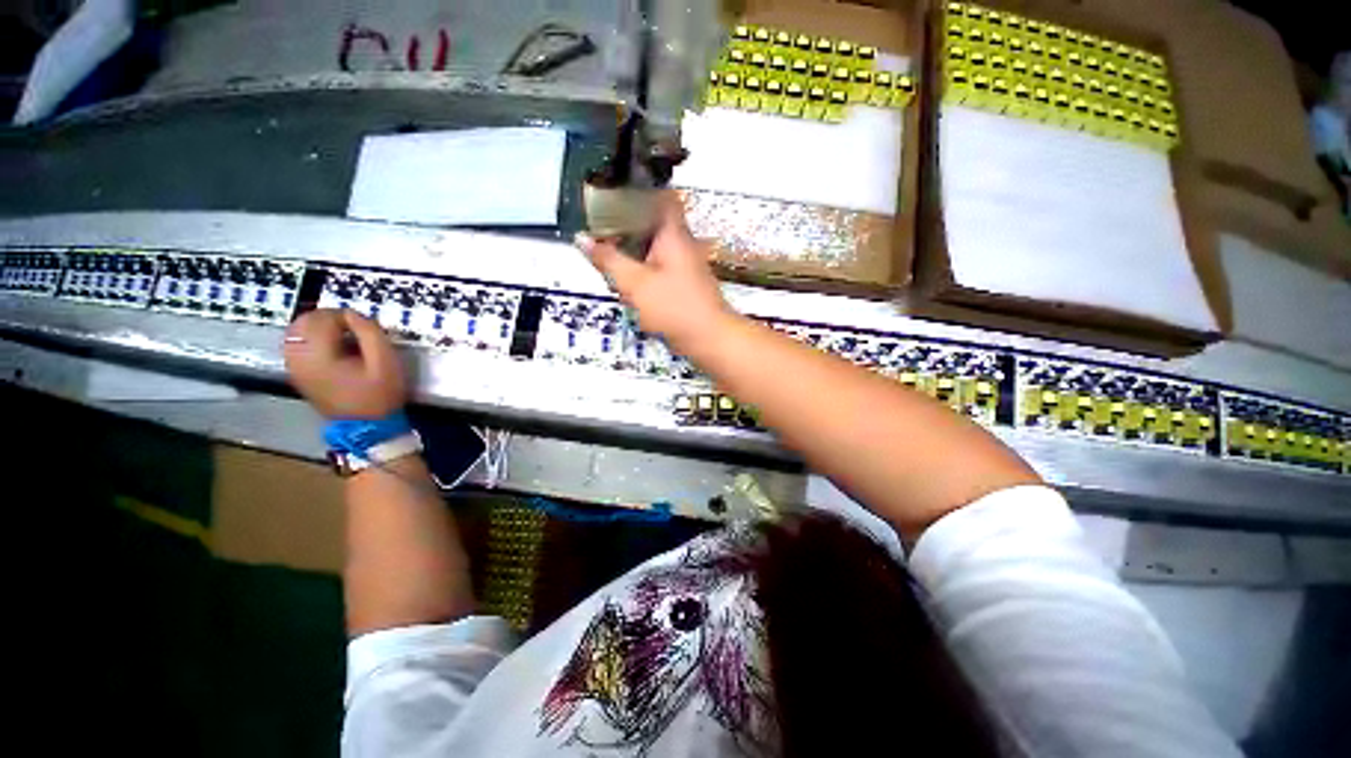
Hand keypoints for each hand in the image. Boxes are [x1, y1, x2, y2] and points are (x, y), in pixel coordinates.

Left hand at [283, 309, 405, 418]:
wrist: (369, 432)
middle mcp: (305, 363)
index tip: (356, 326)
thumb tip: (349, 314)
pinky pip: (291, 350)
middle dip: (324, 318)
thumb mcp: (385, 359)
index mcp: (324, 358)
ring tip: (330, 333)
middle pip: (303, 323)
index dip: (341, 315)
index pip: (323, 318)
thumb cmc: (379, 395)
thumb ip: (368, 329)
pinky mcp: (301, 379)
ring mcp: (299, 373)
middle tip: (343, 326)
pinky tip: (319, 345)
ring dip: (311, 326)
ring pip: (293, 334)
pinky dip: (303, 340)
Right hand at [577, 192, 734, 355]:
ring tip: (603, 246)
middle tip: (598, 220)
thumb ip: (606, 259)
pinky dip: (639, 263)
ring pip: (652, 243)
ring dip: (630, 244)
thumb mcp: (633, 282)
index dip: (640, 189)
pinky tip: (622, 275)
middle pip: (652, 220)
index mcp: (672, 233)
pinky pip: (656, 262)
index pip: (662, 197)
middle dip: (626, 220)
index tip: (616, 188)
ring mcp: (683, 262)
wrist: (709, 339)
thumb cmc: (674, 306)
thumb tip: (581, 237)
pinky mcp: (682, 280)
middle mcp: (681, 242)